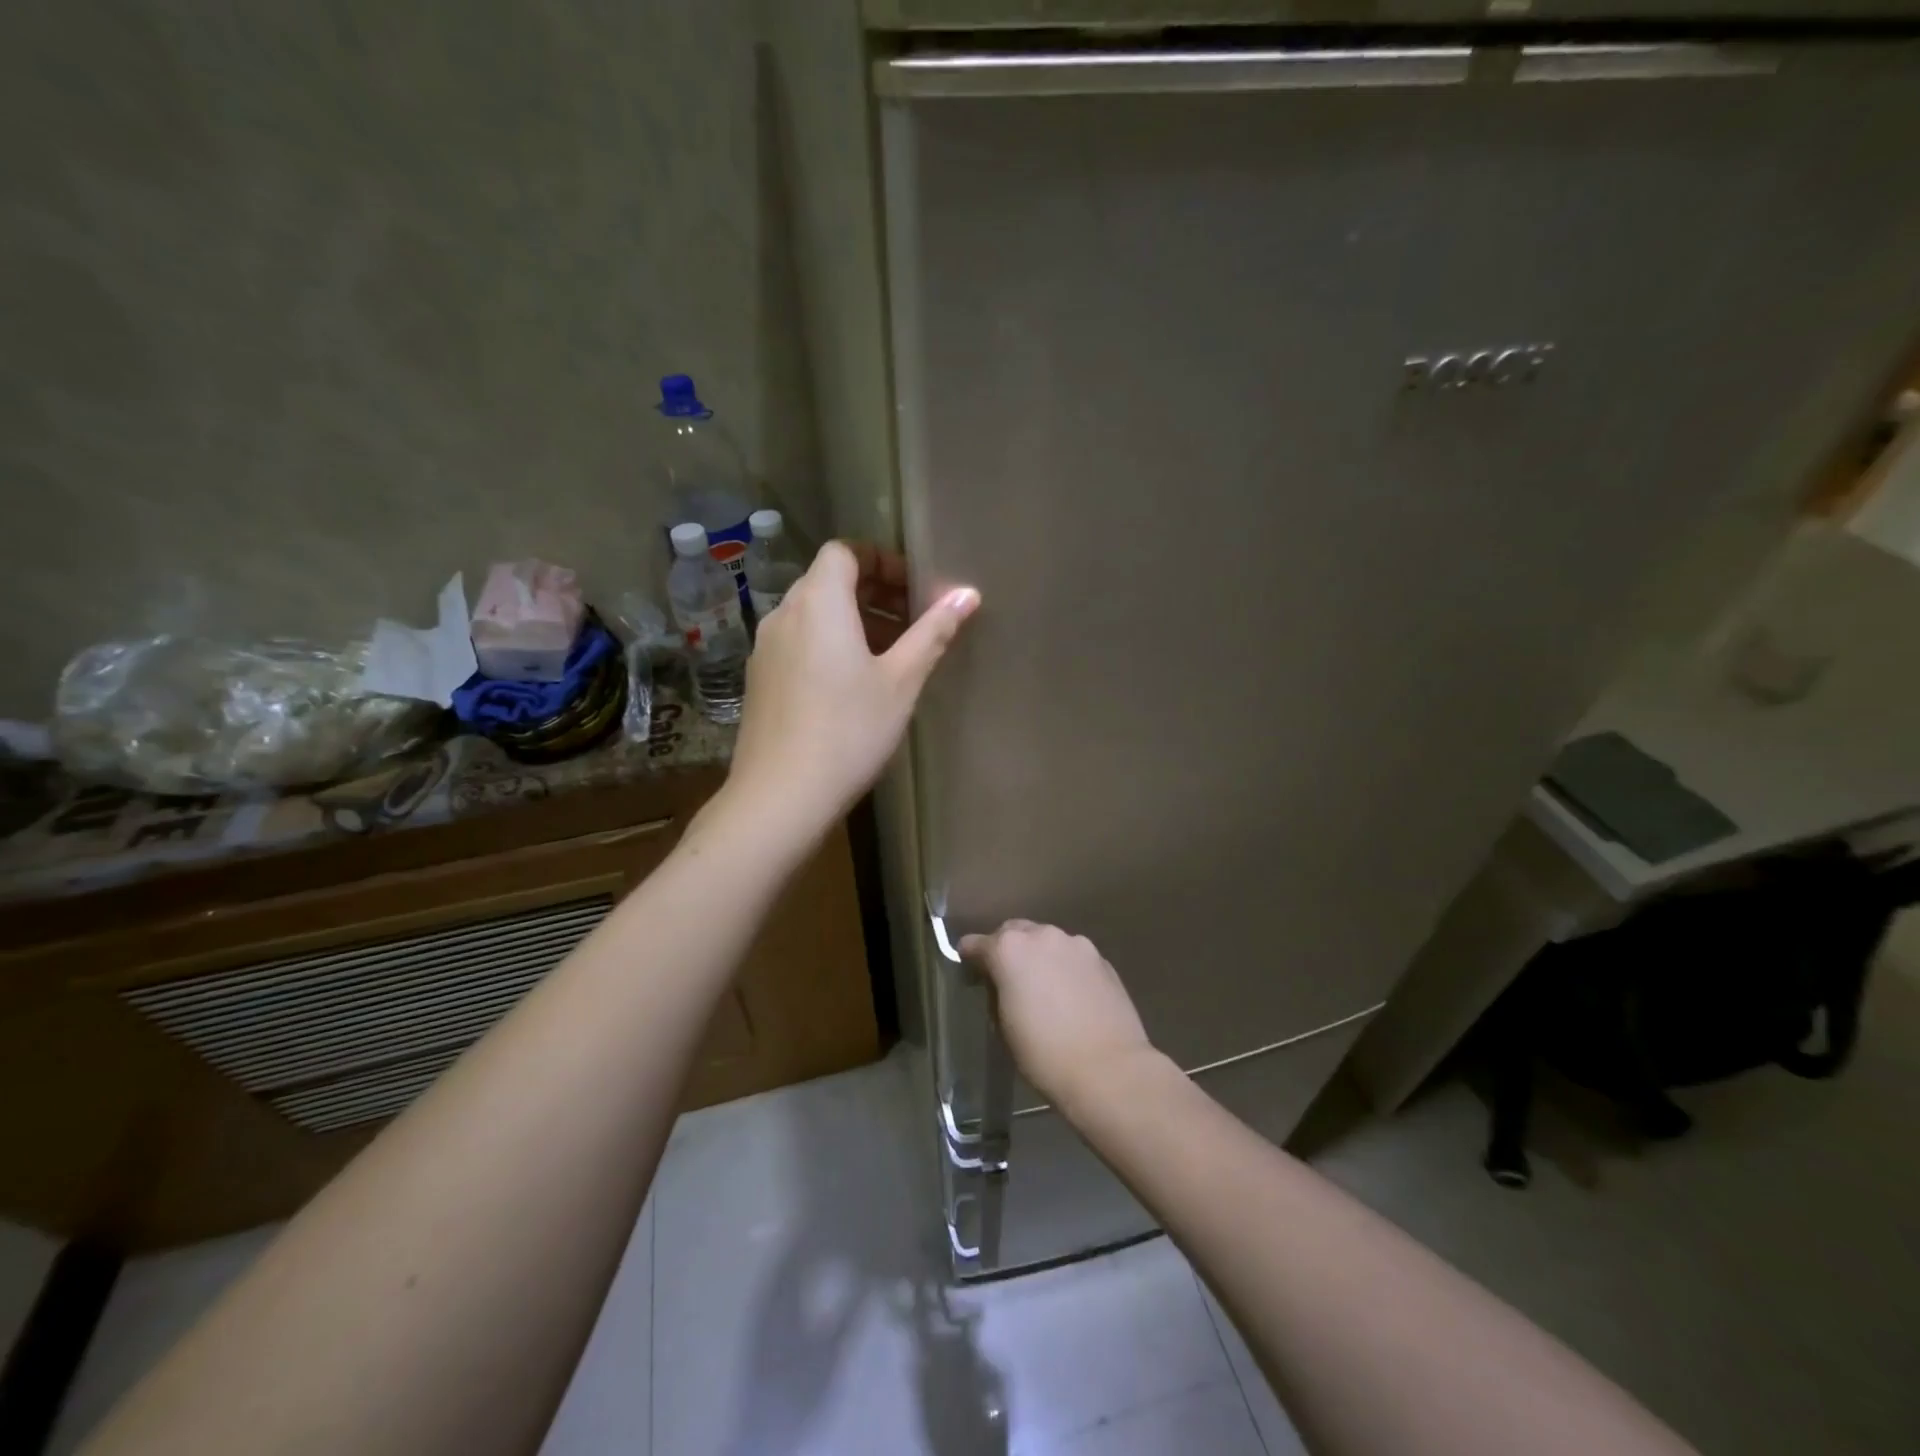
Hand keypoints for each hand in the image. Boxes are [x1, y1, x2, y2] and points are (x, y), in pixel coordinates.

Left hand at [726, 540, 978, 834]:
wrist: (780, 796)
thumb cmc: (849, 731)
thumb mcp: (901, 681)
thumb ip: (933, 632)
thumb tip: (967, 594)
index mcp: (818, 603)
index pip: (845, 551)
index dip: (882, 561)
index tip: (914, 591)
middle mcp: (784, 614)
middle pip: (828, 581)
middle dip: (874, 593)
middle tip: (913, 624)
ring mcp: (765, 648)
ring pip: (813, 615)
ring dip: (853, 621)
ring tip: (890, 657)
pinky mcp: (759, 679)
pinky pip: (799, 642)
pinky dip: (829, 645)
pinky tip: (853, 686)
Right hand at [958, 921, 1155, 1112]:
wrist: (1108, 1070)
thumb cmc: (1044, 1054)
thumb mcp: (1004, 1025)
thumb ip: (998, 991)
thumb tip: (1002, 983)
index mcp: (1010, 950)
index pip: (978, 943)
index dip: (970, 956)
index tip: (970, 969)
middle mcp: (1042, 936)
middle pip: (1015, 931)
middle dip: (1006, 949)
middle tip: (1006, 977)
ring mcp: (1076, 944)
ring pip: (1047, 941)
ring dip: (1039, 955)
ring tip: (1042, 985)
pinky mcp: (1102, 959)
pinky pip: (1073, 956)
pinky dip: (1065, 967)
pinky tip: (1069, 993)